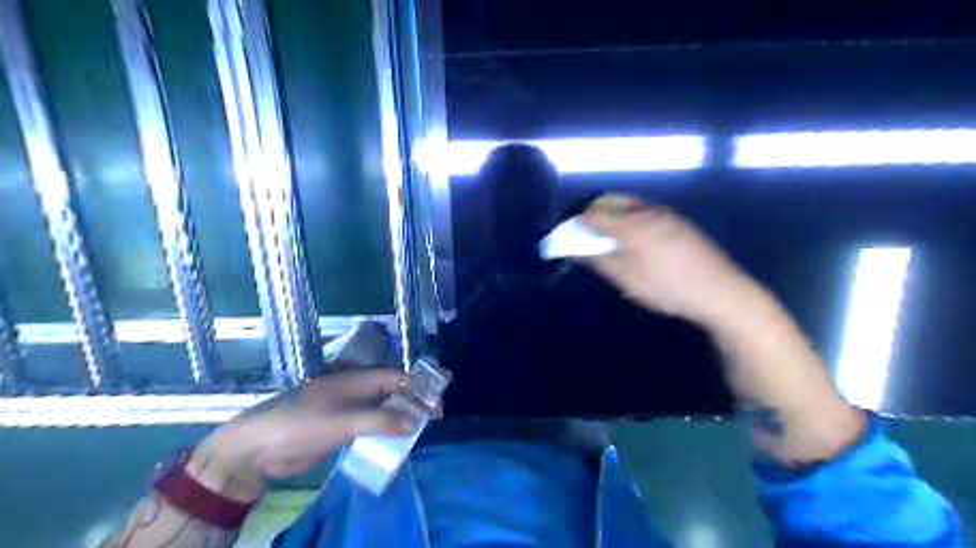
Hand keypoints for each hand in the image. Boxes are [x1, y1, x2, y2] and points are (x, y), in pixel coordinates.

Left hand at [186, 367, 408, 499]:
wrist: (258, 447)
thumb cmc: (302, 424)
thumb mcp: (344, 421)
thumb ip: (380, 420)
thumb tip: (414, 420)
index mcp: (357, 380)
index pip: (396, 378)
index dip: (417, 389)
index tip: (435, 405)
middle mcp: (355, 391)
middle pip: (391, 392)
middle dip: (411, 403)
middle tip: (430, 420)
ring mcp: (347, 409)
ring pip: (381, 409)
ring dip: (398, 418)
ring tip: (417, 432)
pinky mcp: (339, 428)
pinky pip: (369, 426)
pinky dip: (383, 431)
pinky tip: (393, 443)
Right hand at [578, 196, 753, 327]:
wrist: (720, 290)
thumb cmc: (667, 287)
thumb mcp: (627, 279)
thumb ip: (599, 260)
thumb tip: (578, 249)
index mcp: (631, 223)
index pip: (594, 214)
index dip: (577, 223)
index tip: (569, 235)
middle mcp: (647, 211)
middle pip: (612, 202)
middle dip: (594, 214)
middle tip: (587, 234)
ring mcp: (666, 214)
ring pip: (629, 205)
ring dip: (613, 215)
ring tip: (608, 237)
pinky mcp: (679, 222)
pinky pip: (645, 212)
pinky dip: (630, 219)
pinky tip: (635, 239)